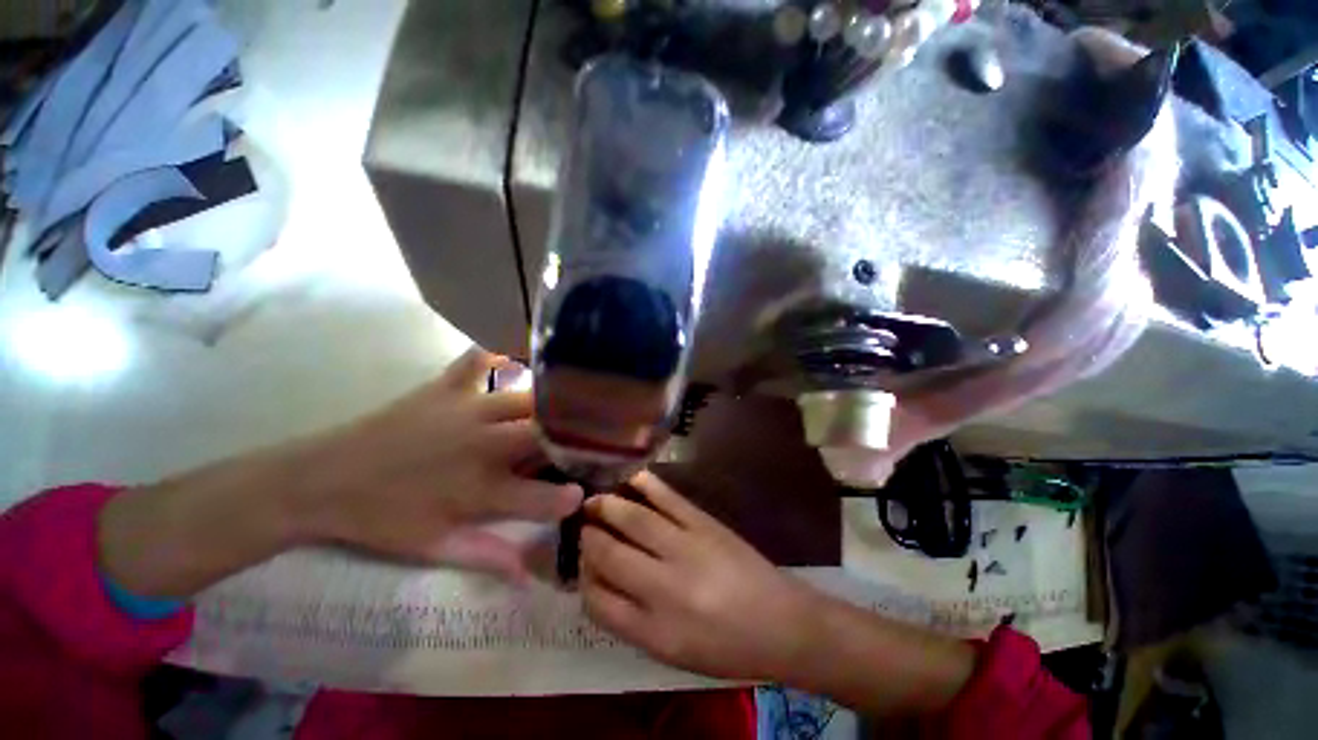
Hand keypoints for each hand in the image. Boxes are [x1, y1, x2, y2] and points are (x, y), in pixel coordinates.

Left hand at [297, 348, 582, 580]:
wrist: (318, 481)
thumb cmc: (380, 519)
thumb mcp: (433, 547)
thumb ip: (487, 557)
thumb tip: (530, 576)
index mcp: (478, 490)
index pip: (540, 496)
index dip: (567, 497)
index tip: (582, 494)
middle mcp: (482, 446)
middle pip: (542, 435)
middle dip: (571, 436)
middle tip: (587, 436)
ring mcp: (465, 411)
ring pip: (525, 400)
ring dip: (550, 403)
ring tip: (569, 403)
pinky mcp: (444, 389)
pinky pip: (476, 362)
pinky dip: (496, 355)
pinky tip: (512, 355)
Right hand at [579, 472, 812, 680]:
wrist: (782, 623)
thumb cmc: (726, 648)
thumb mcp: (674, 653)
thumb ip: (632, 622)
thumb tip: (600, 586)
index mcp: (655, 632)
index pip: (599, 603)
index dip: (583, 580)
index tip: (581, 567)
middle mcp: (665, 589)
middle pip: (610, 556)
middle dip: (588, 539)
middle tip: (581, 527)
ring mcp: (687, 549)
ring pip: (635, 521)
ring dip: (608, 507)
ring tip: (593, 501)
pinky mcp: (705, 524)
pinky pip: (669, 499)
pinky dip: (646, 485)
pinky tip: (631, 478)